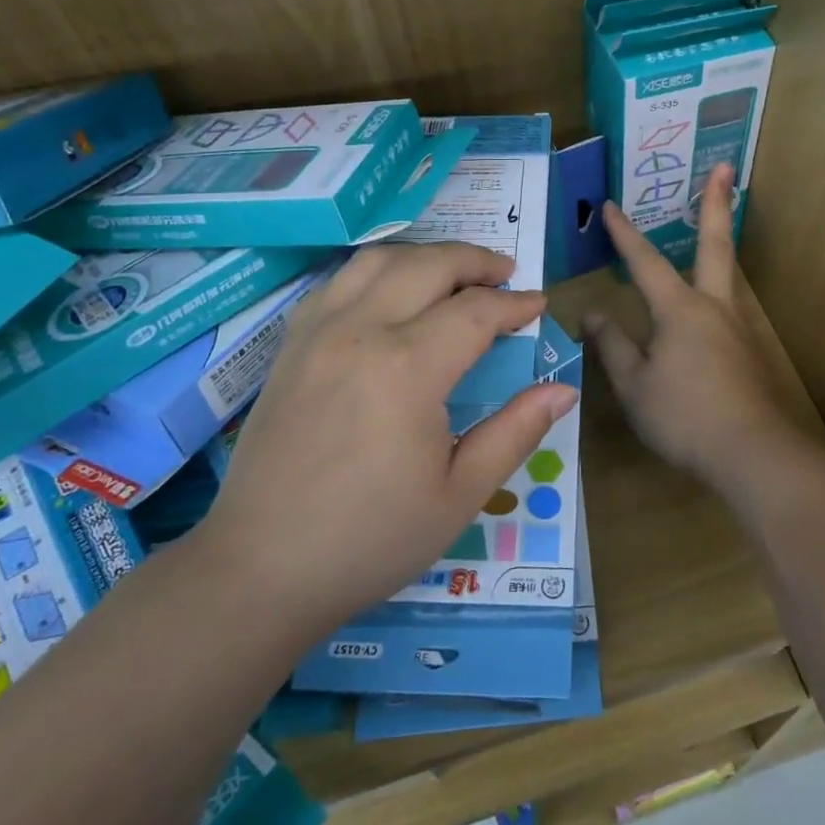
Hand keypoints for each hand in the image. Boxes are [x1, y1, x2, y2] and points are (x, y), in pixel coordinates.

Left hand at [198, 244, 574, 640]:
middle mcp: (361, 330)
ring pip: (378, 260)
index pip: (475, 311)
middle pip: (428, 265)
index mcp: (408, 368)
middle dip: (476, 261)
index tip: (538, 305)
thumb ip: (515, 432)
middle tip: (506, 275)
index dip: (513, 304)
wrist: (262, 567)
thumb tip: (562, 389)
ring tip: (454, 275)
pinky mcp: (290, 344)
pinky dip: (377, 272)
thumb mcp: (459, 495)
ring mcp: (318, 331)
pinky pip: (338, 281)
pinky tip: (392, 294)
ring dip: (425, 257)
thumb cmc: (371, 538)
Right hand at [585, 166, 818, 502]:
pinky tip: (706, 310)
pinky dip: (716, 291)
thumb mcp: (634, 385)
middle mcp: (714, 307)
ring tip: (715, 223)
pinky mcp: (750, 352)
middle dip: (715, 203)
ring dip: (721, 242)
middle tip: (724, 166)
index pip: (645, 262)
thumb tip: (591, 311)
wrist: (754, 455)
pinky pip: (727, 309)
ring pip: (727, 275)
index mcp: (680, 310)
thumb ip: (611, 344)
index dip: (624, 234)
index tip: (610, 205)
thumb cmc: (685, 417)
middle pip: (716, 245)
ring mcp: (738, 328)